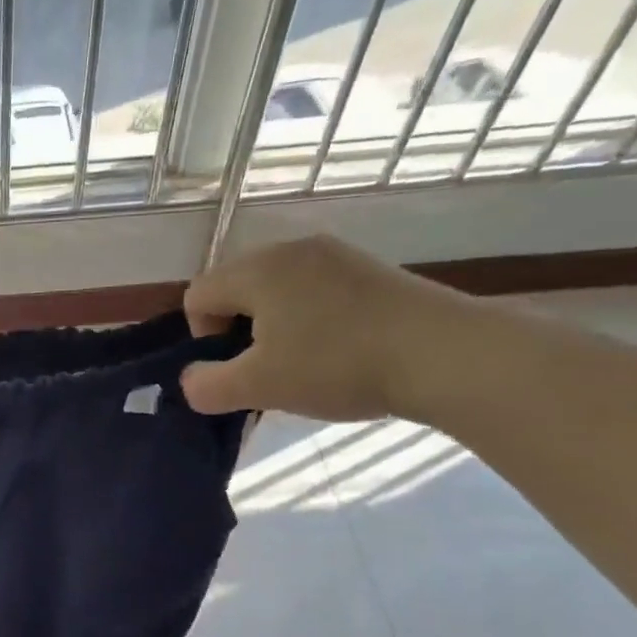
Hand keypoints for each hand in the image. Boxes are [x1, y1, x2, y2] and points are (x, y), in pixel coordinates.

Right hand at [180, 234, 461, 421]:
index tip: (236, 368)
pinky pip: (316, 290)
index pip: (198, 294)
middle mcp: (291, 249)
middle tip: (266, 368)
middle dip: (237, 331)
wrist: (444, 353)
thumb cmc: (336, 365)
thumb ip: (207, 386)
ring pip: (277, 290)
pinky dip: (311, 319)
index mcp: (257, 269)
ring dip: (274, 327)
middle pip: (236, 288)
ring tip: (303, 363)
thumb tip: (192, 381)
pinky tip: (339, 350)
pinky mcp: (370, 269)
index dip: (202, 336)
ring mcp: (336, 255)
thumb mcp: (258, 387)